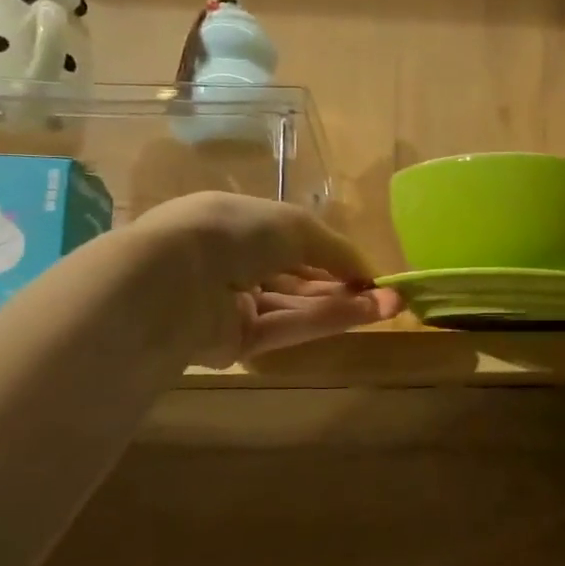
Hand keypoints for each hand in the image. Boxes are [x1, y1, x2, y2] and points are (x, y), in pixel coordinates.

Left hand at [135, 193, 400, 367]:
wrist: (172, 280)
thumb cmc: (232, 232)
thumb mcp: (294, 225)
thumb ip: (336, 249)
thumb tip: (369, 271)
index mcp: (235, 224)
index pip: (290, 241)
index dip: (331, 254)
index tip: (367, 268)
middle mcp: (232, 263)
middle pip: (298, 278)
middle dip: (345, 283)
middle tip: (389, 292)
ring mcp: (232, 305)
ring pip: (297, 305)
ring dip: (345, 304)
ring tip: (391, 305)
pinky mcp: (235, 342)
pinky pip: (287, 327)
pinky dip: (326, 320)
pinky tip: (366, 313)